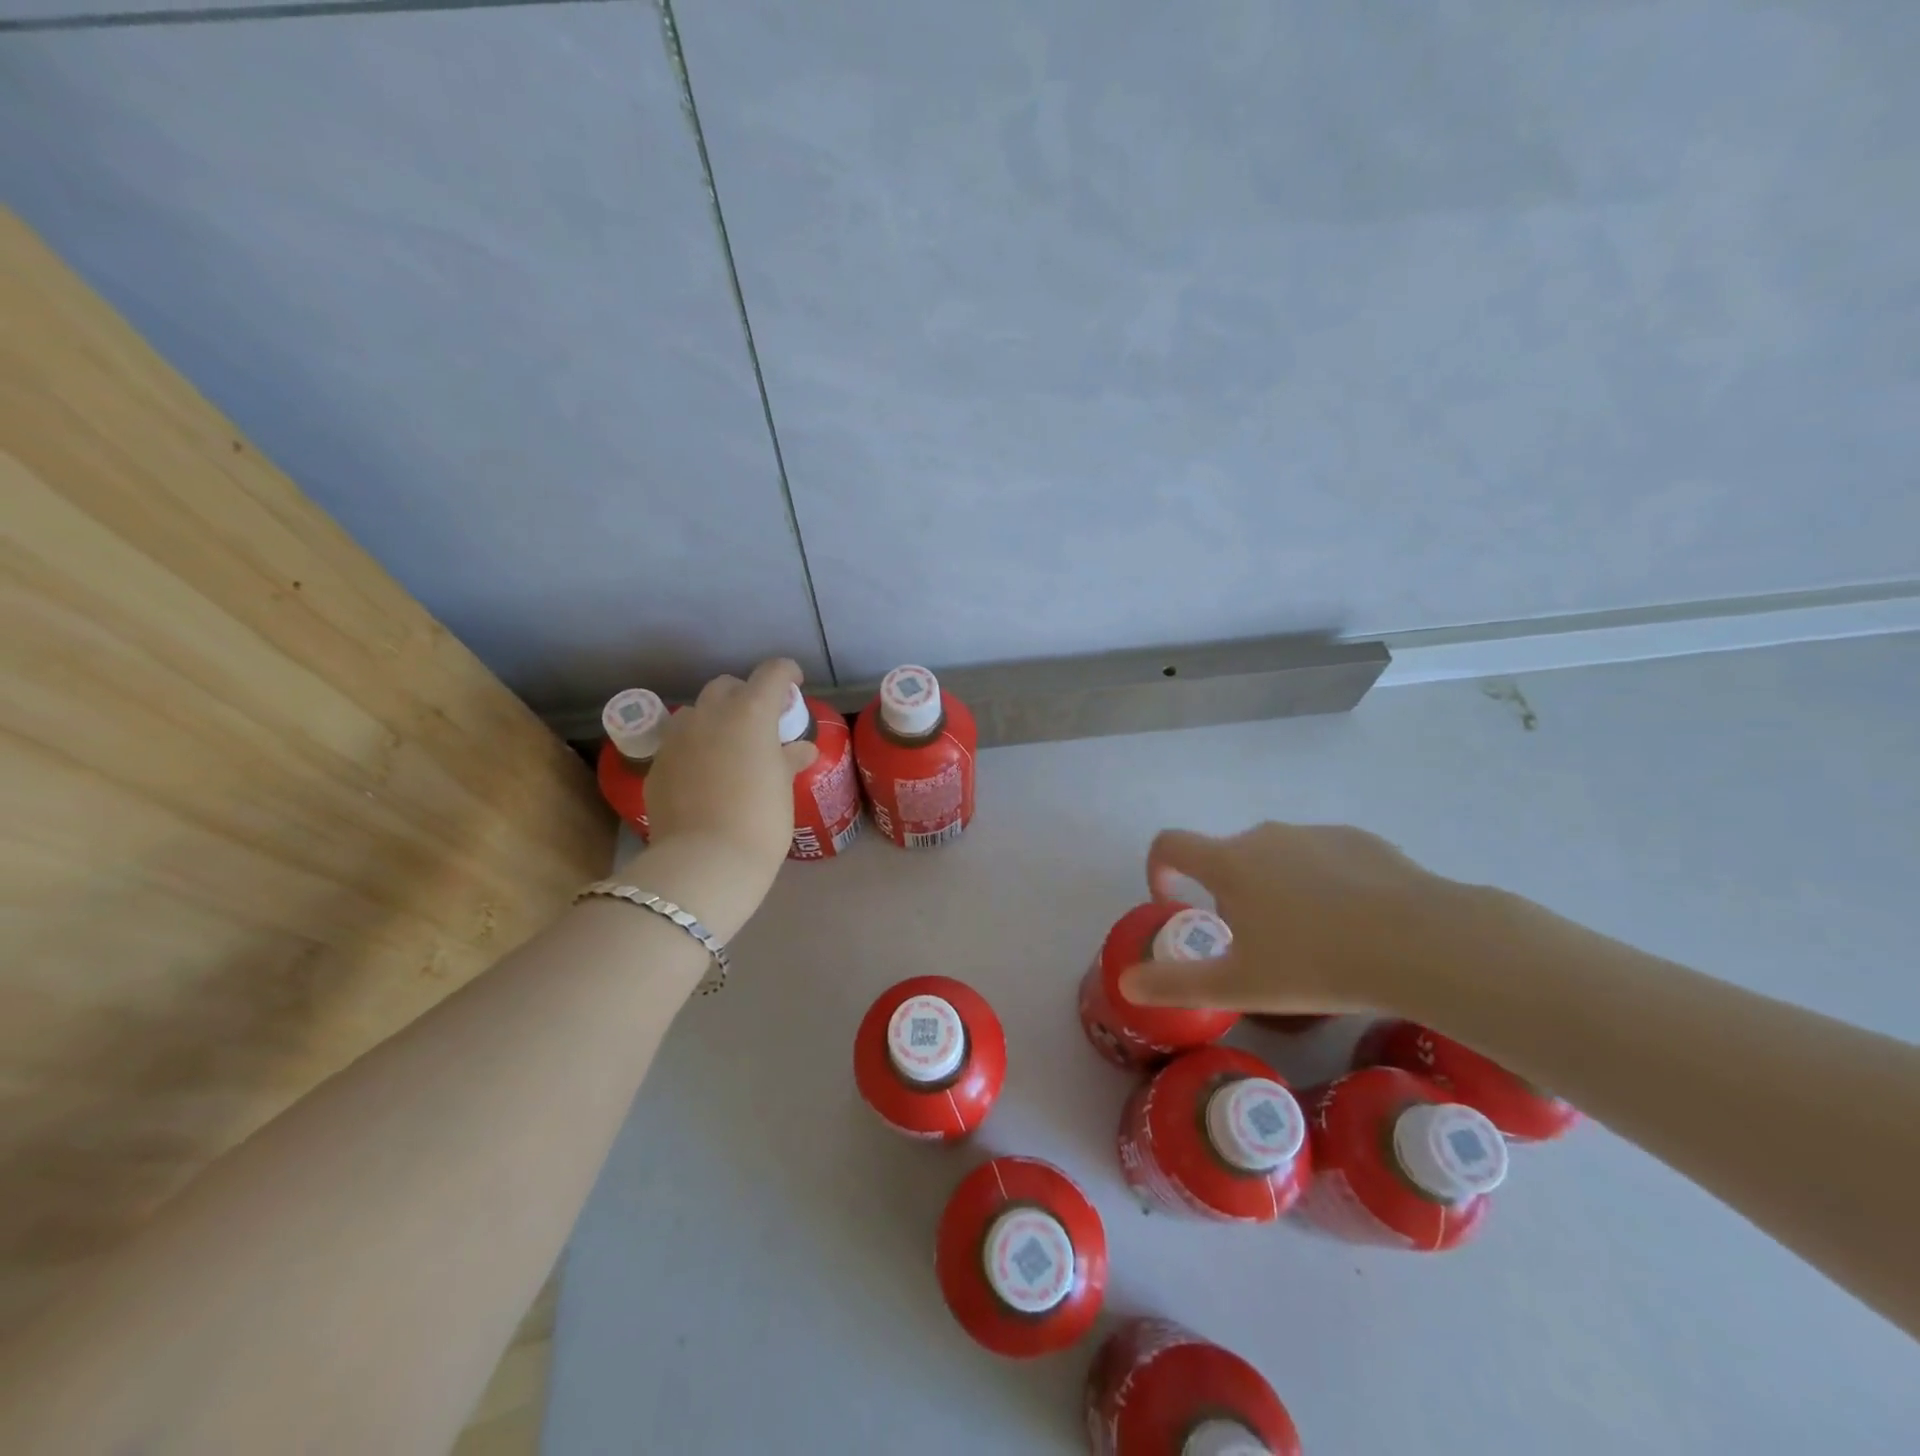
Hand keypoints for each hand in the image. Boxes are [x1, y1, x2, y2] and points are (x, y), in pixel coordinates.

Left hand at [630, 659, 817, 930]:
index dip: (787, 673)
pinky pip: (678, 744)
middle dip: (745, 695)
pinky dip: (694, 749)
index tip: (795, 685)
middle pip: (727, 686)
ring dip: (714, 719)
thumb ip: (790, 759)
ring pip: (696, 712)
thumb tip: (801, 749)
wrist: (706, 860)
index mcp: (750, 712)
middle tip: (761, 722)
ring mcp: (678, 737)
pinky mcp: (658, 764)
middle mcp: (710, 714)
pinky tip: (704, 776)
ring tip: (728, 747)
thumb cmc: (761, 819)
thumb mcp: (784, 787)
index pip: (772, 673)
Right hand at [1118, 822, 1468, 1014]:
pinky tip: (1355, 921)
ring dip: (1276, 887)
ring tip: (1313, 939)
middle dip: (1229, 894)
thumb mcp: (1239, 986)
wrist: (1422, 943)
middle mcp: (1264, 836)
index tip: (1175, 903)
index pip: (1170, 845)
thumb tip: (1125, 984)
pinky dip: (1322, 881)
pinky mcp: (1358, 839)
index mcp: (1228, 864)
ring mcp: (1313, 833)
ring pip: (1276, 857)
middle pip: (1227, 858)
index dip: (1160, 869)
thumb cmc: (1317, 965)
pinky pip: (1322, 857)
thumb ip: (1175, 983)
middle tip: (1257, 946)